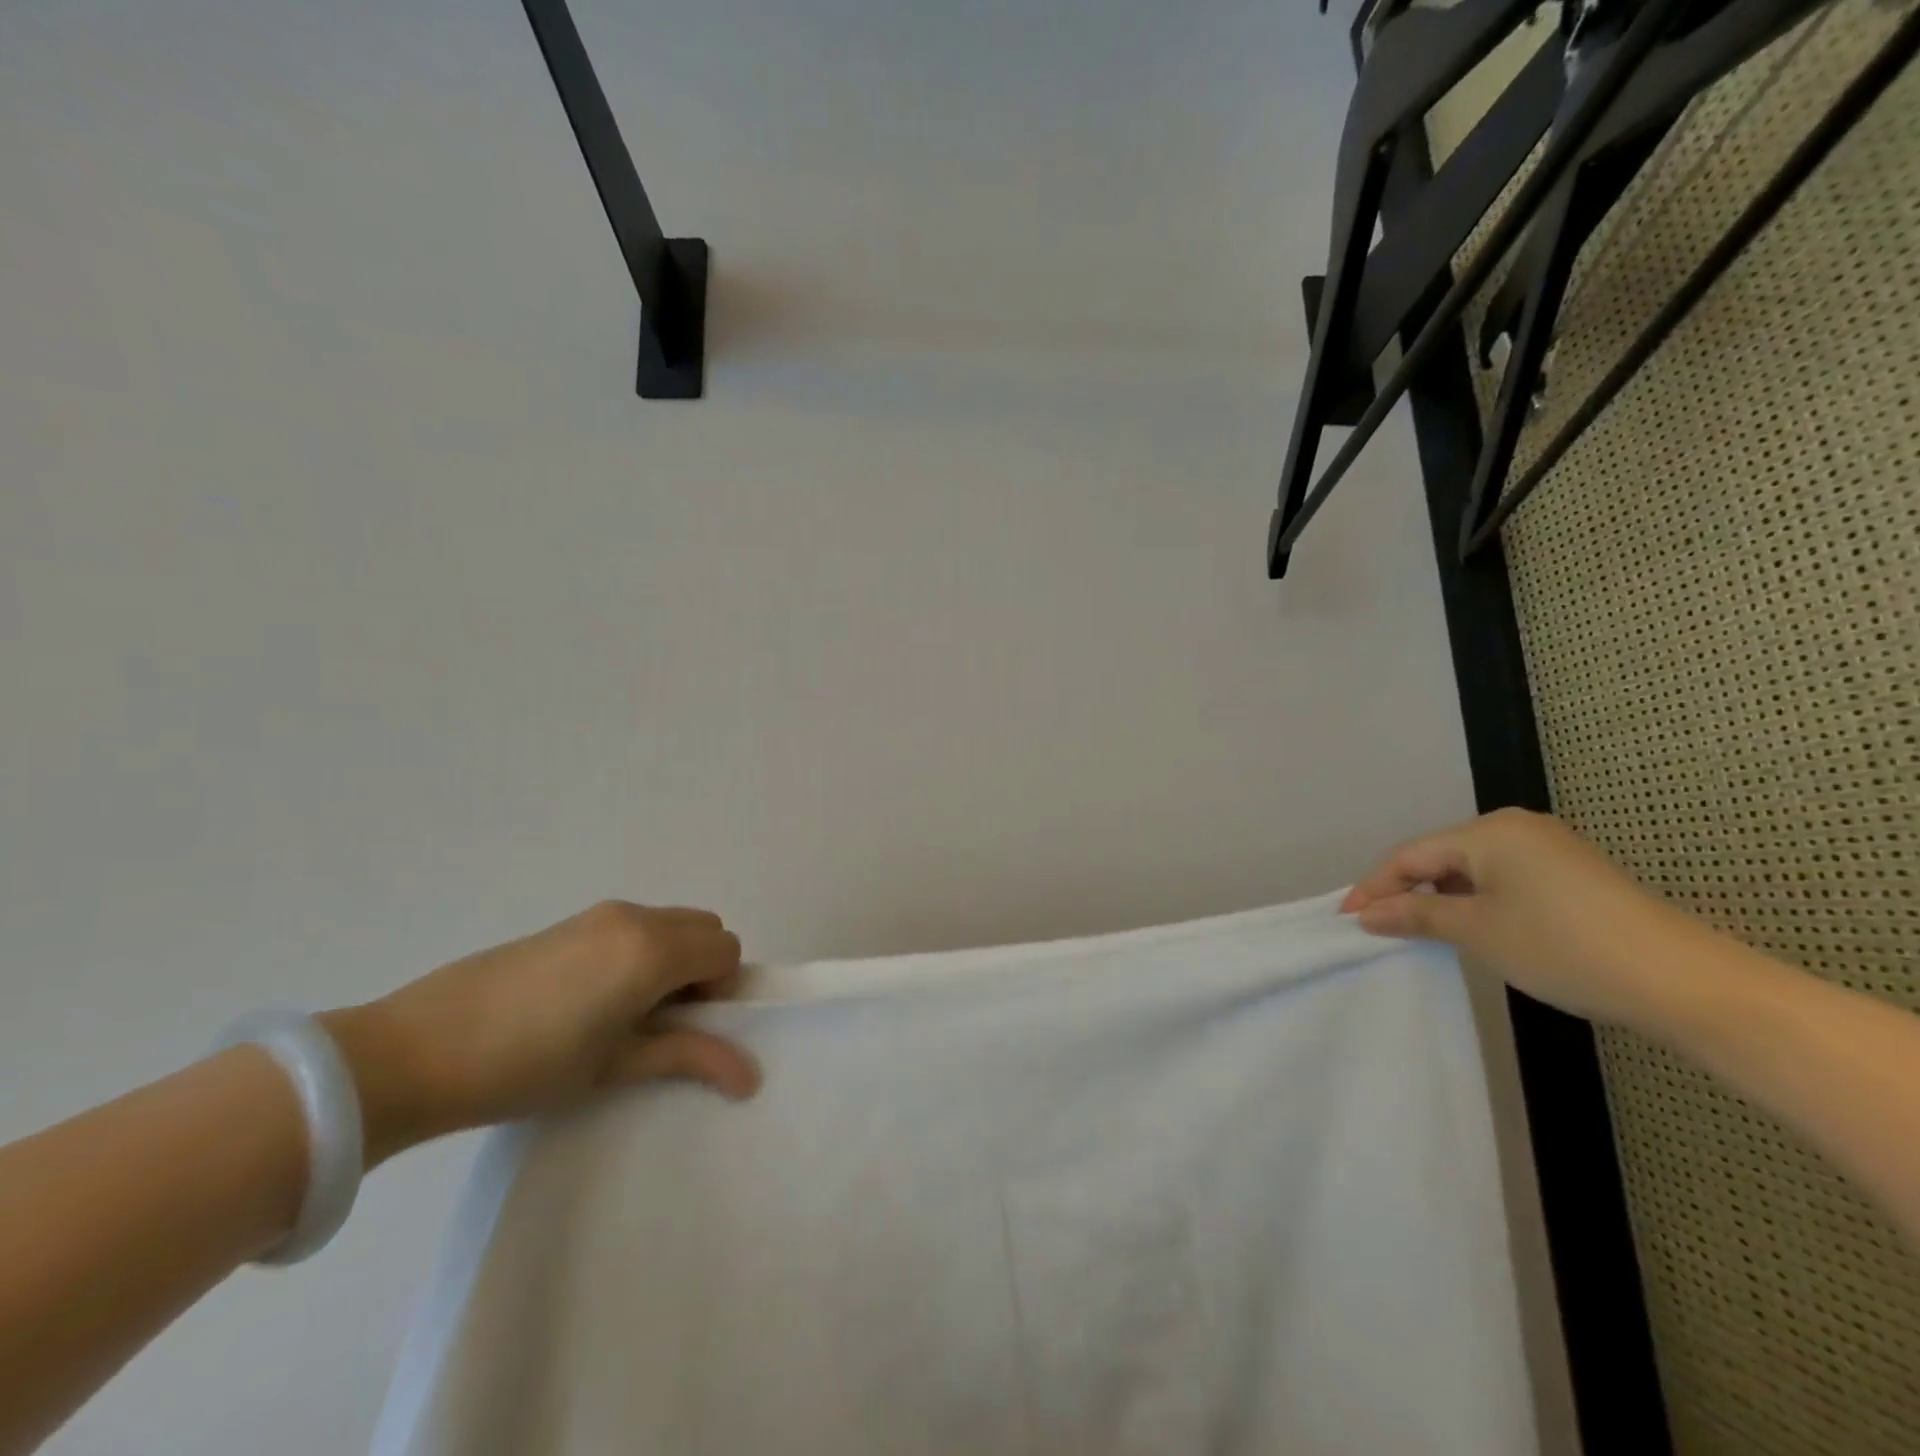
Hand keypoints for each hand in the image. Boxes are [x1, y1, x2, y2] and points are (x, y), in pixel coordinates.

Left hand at [319, 902, 760, 1164]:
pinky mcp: (568, 922)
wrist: (414, 1051)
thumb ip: (688, 1057)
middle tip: (664, 1021)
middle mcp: (635, 917)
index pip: (726, 949)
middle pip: (704, 928)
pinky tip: (588, 1001)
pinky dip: (638, 953)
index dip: (721, 989)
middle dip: (702, 969)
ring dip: (670, 959)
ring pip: (668, 924)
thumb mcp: (614, 1066)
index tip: (687, 1027)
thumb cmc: (527, 1066)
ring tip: (623, 1014)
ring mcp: (599, 915)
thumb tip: (751, 1076)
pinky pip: (632, 926)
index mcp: (653, 949)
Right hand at [1341, 808, 1701, 1026]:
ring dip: (1440, 898)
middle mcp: (1517, 828)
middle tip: (1376, 925)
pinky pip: (1503, 880)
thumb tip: (1367, 914)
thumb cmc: (1565, 947)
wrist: (1686, 983)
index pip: (1412, 855)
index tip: (1346, 919)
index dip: (1375, 887)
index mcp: (1490, 831)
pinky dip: (1476, 901)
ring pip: (1472, 869)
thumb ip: (1416, 915)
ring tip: (1415, 929)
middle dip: (1406, 890)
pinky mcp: (1573, 875)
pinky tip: (1469, 926)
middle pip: (1440, 857)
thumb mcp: (1478, 931)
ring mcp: (1550, 849)